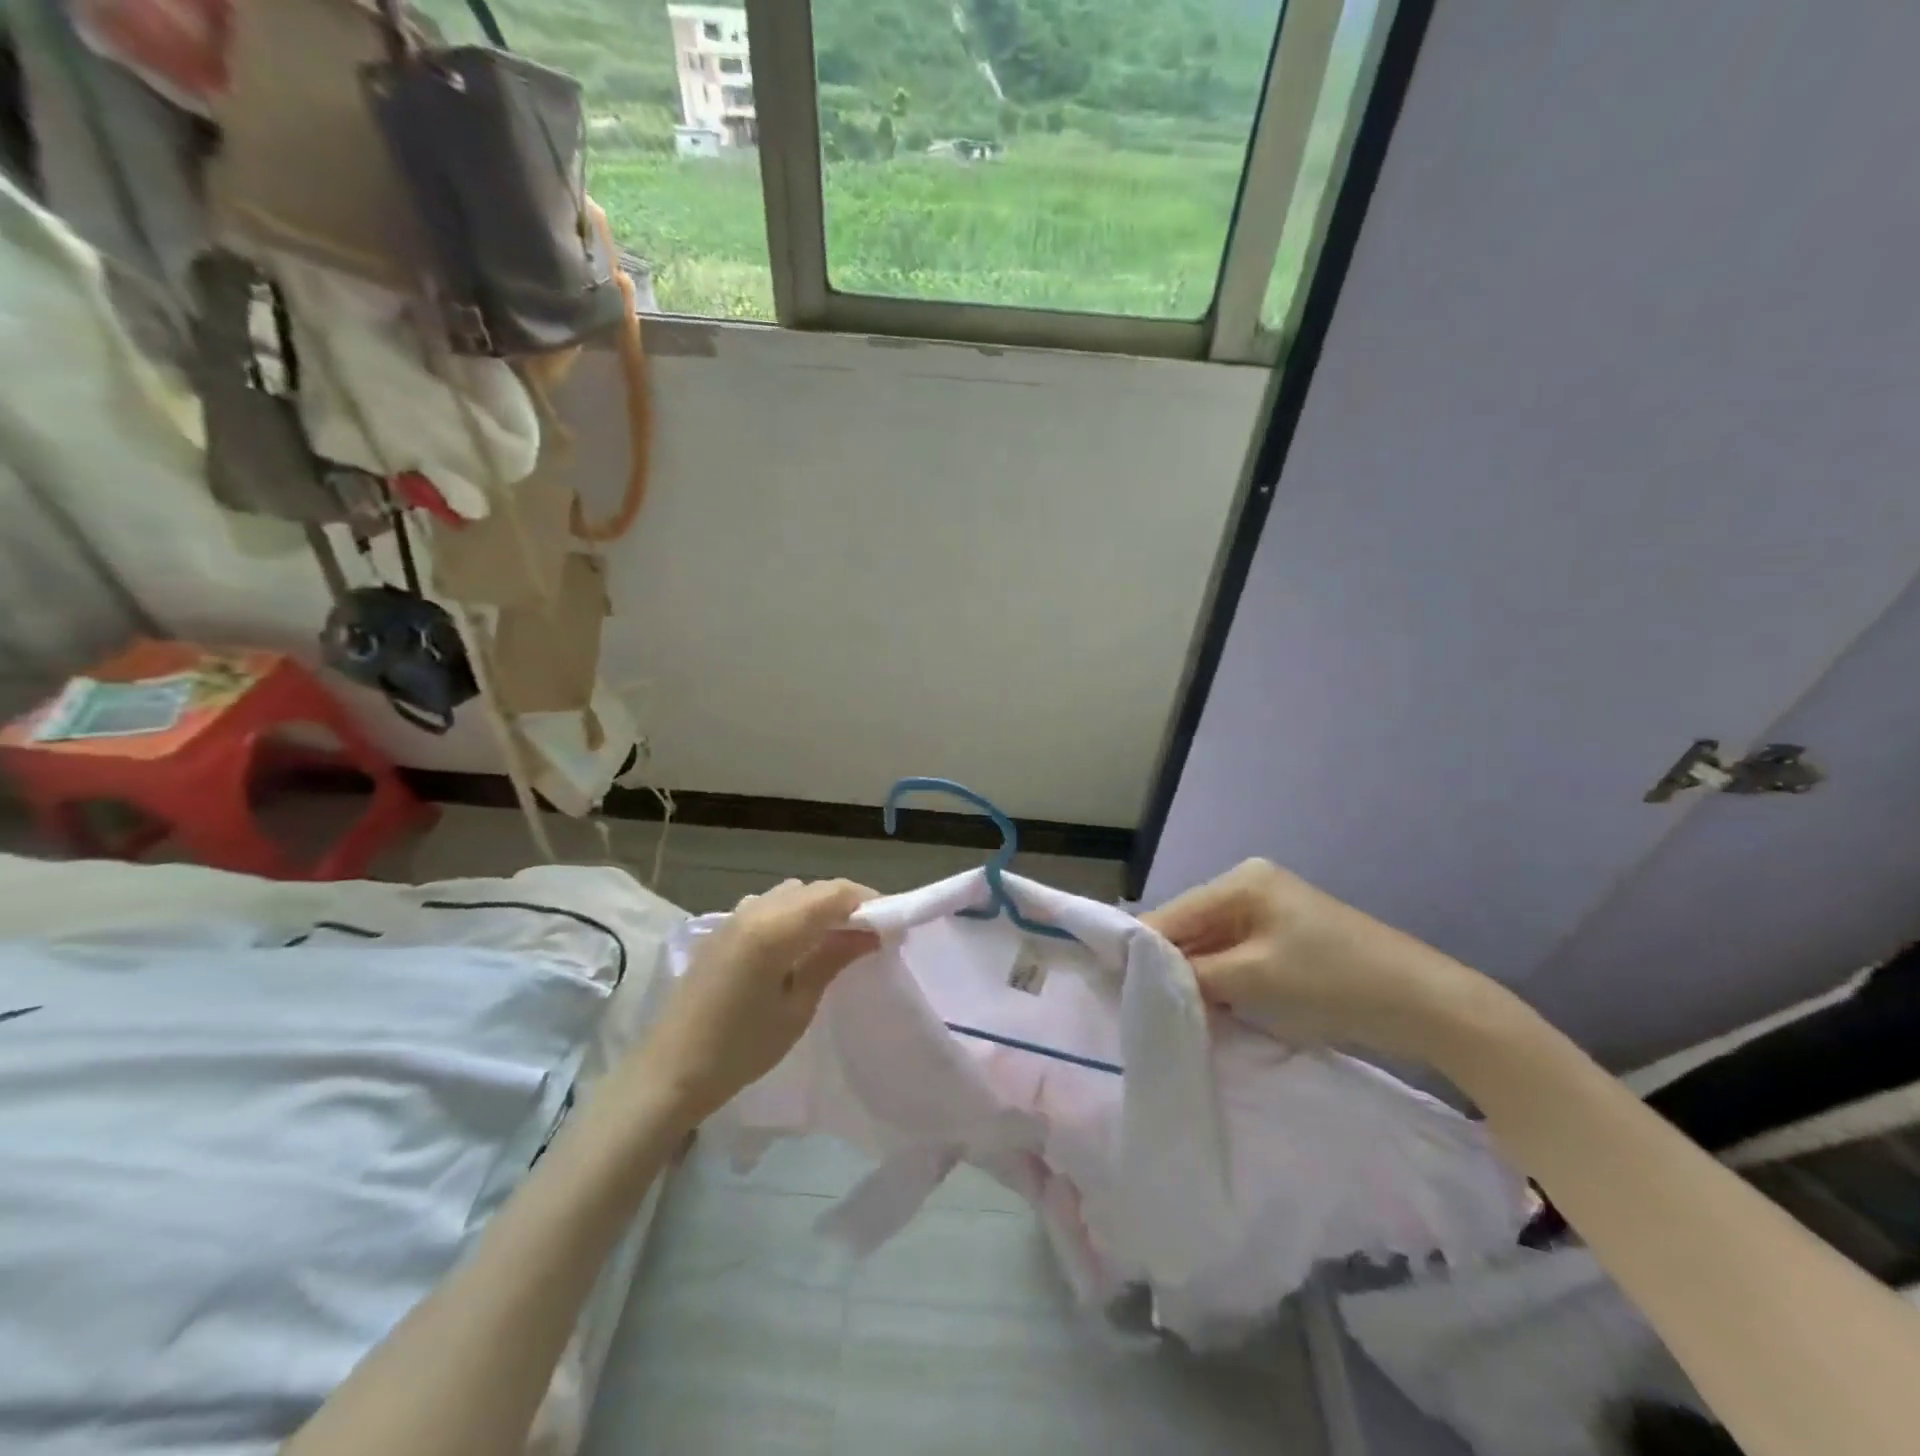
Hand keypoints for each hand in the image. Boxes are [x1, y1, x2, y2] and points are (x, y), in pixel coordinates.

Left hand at [638, 879, 877, 1121]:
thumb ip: (833, 959)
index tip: (891, 925)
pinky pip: (768, 906)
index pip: (835, 894)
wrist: (669, 1073)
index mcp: (775, 927)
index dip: (868, 902)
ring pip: (790, 894)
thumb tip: (871, 932)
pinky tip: (797, 946)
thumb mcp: (797, 1007)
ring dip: (818, 907)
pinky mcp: (722, 930)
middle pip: (813, 889)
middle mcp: (755, 909)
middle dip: (846, 903)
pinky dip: (793, 914)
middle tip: (870, 935)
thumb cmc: (740, 1048)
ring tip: (836, 940)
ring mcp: (734, 917)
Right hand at [1142, 859, 1483, 1059]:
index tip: (1109, 983)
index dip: (1141, 948)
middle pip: (1191, 927)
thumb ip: (1192, 973)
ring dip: (1194, 977)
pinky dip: (1220, 982)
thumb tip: (1142, 975)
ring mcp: (1271, 912)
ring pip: (1211, 945)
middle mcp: (1251, 886)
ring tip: (1165, 1009)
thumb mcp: (1254, 978)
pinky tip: (1207, 1008)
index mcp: (1242, 880)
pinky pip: (1236, 957)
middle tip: (1136, 1003)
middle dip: (1169, 964)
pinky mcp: (1286, 940)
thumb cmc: (1335, 982)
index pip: (1173, 913)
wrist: (1429, 1006)